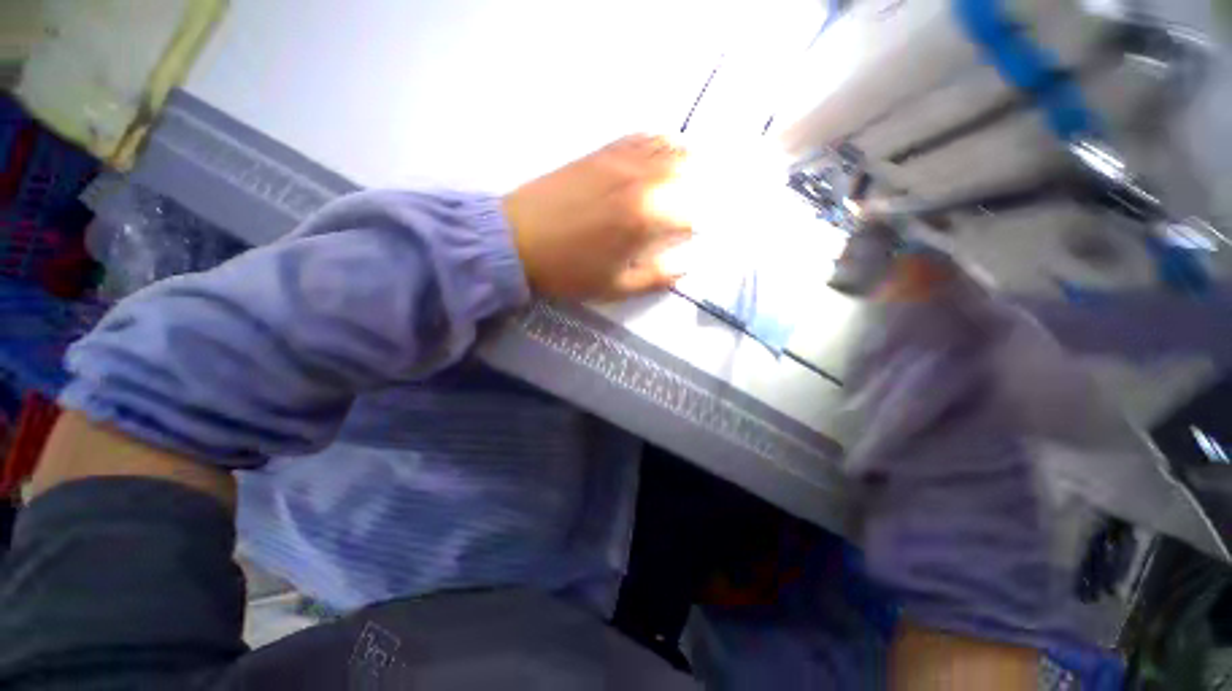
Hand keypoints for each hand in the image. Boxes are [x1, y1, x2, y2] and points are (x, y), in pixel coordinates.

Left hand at [503, 134, 690, 299]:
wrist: (517, 240)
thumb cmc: (568, 270)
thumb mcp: (614, 287)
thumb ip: (655, 278)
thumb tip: (684, 267)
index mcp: (645, 218)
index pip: (691, 214)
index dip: (697, 227)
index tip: (692, 238)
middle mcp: (640, 182)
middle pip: (688, 172)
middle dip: (700, 189)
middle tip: (696, 205)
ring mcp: (620, 162)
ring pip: (668, 148)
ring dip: (686, 162)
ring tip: (687, 178)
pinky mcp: (601, 152)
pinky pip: (639, 137)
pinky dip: (658, 142)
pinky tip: (661, 152)